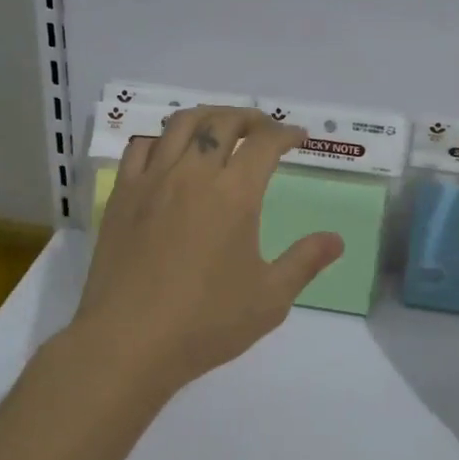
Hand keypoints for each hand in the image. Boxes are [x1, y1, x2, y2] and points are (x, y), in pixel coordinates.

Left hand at [68, 106, 343, 392]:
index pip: (265, 143)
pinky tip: (170, 154)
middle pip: (222, 122)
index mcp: (234, 195)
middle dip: (249, 117)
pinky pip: (141, 147)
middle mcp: (192, 175)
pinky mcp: (122, 196)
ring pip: (180, 124)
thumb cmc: (205, 323)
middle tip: (264, 127)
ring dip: (207, 116)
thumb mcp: (270, 299)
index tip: (299, 138)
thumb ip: (305, 262)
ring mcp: (152, 181)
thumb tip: (336, 239)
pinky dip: (163, 139)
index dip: (286, 134)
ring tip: (220, 128)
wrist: (127, 343)